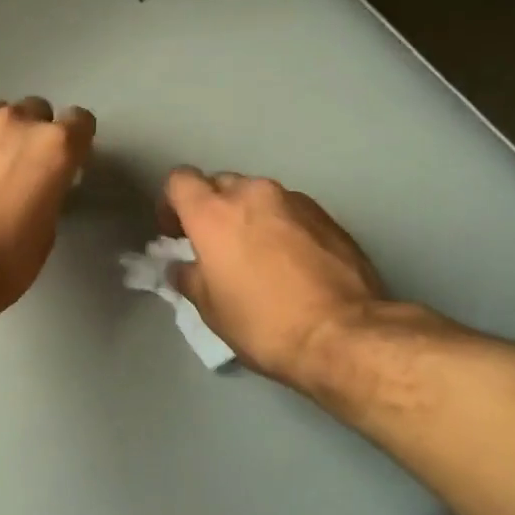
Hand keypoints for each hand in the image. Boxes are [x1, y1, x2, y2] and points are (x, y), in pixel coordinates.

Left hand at [0, 98, 95, 311]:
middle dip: (36, 133)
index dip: (77, 142)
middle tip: (27, 169)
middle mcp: (15, 124)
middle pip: (36, 110)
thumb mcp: (46, 231)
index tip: (68, 165)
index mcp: (53, 146)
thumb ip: (48, 193)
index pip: (80, 121)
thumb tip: (36, 188)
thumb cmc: (4, 260)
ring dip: (1, 135)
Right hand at [163, 168, 387, 390]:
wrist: (343, 334)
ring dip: (249, 216)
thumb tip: (181, 267)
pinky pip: (290, 210)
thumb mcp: (211, 309)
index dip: (171, 203)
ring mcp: (294, 200)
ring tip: (257, 254)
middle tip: (215, 246)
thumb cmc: (263, 323)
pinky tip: (290, 261)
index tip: (176, 233)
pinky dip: (281, 226)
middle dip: (212, 208)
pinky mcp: (327, 215)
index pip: (179, 180)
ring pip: (258, 196)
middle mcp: (253, 194)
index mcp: (214, 213)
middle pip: (220, 184)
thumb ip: (189, 277)